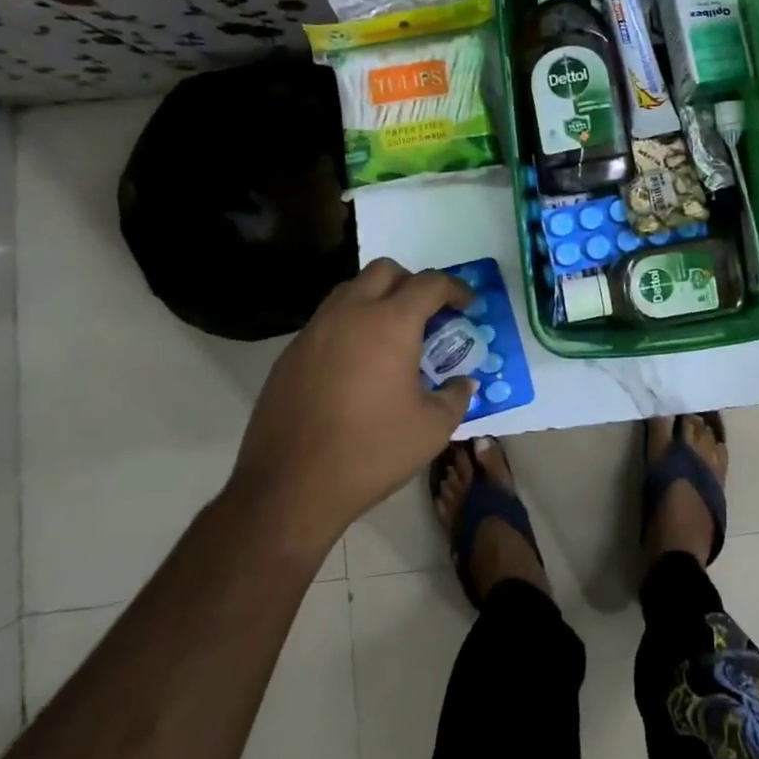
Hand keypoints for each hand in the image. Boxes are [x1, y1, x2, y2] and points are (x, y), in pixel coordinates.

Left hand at [227, 258, 476, 554]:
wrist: (290, 487)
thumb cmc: (371, 452)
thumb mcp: (432, 429)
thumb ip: (455, 397)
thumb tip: (463, 383)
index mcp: (390, 323)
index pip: (430, 284)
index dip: (455, 289)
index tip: (467, 305)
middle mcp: (350, 313)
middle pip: (385, 271)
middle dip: (412, 283)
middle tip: (427, 314)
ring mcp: (314, 331)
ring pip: (350, 290)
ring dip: (377, 299)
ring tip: (391, 335)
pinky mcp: (290, 354)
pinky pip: (327, 320)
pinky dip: (349, 325)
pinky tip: (357, 364)